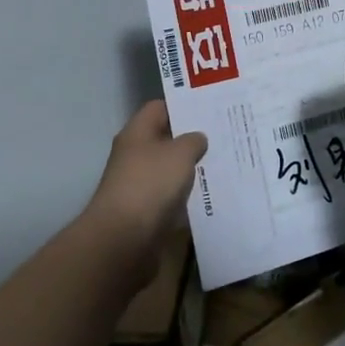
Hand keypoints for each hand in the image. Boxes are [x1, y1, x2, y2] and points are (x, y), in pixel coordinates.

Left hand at [84, 101, 207, 282]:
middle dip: (190, 137)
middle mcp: (134, 154)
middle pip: (164, 138)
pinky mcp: (143, 210)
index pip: (159, 108)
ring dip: (189, 167)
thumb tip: (197, 139)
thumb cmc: (151, 184)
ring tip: (220, 162)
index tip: (209, 108)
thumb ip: (193, 140)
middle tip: (221, 135)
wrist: (123, 239)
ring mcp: (137, 183)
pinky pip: (168, 194)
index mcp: (137, 133)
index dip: (183, 106)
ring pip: (168, 168)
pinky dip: (184, 193)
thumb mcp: (180, 153)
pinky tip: (207, 192)